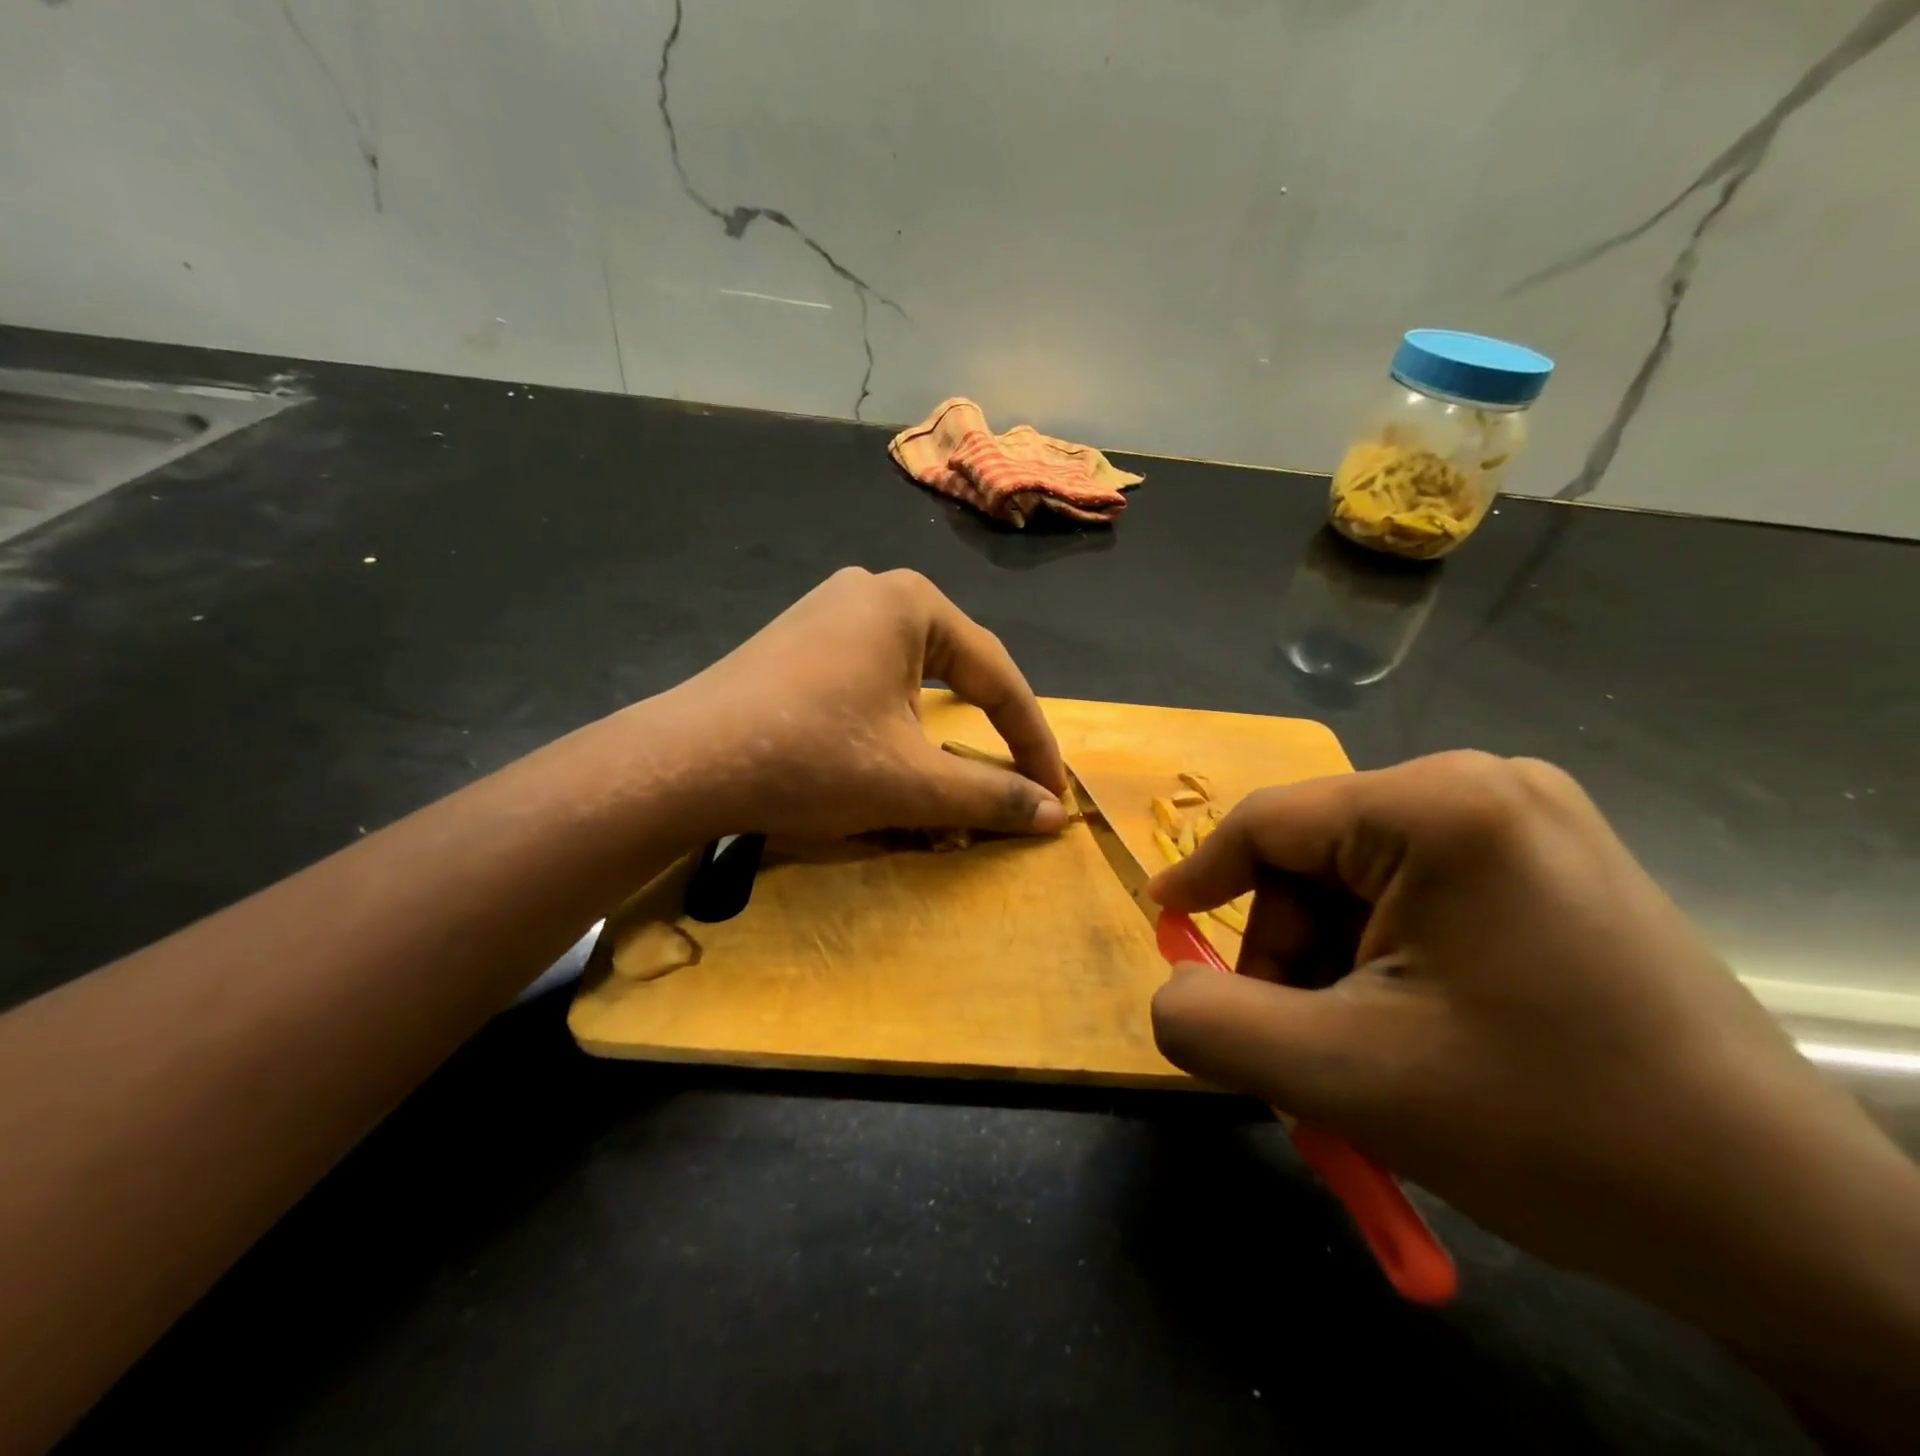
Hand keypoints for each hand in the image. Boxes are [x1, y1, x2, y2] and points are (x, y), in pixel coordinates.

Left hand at [664, 567, 1068, 840]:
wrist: (682, 764)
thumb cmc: (812, 759)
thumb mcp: (913, 784)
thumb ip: (992, 796)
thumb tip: (1057, 815)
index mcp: (912, 603)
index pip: (998, 677)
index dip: (1033, 741)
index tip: (1056, 792)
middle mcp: (873, 591)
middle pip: (957, 670)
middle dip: (988, 730)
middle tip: (1014, 778)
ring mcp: (827, 610)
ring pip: (912, 676)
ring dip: (940, 728)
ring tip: (954, 770)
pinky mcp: (795, 640)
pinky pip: (869, 677)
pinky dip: (894, 718)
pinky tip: (887, 748)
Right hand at [1147, 752, 1919, 1443]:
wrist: (1782, 1227)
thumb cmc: (1551, 1129)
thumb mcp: (1344, 1078)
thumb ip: (1214, 1025)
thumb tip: (1169, 991)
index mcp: (1441, 806)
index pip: (1270, 823)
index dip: (1202, 876)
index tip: (1163, 924)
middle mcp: (1487, 786)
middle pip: (1317, 857)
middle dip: (1289, 950)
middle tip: (1300, 1042)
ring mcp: (1530, 824)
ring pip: (1362, 882)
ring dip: (1334, 964)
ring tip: (1361, 1051)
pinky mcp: (1553, 869)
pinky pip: (1418, 897)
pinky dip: (1385, 962)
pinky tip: (1415, 1030)